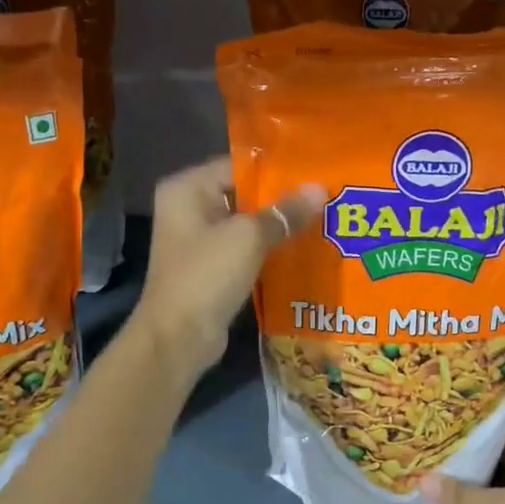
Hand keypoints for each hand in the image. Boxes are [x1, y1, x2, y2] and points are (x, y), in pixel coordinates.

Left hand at [133, 157, 323, 374]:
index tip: (315, 172)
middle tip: (326, 197)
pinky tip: (303, 249)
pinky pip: (245, 249)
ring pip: (246, 224)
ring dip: (278, 226)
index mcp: (186, 188)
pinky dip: (269, 249)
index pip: (238, 166)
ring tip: (322, 220)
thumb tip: (321, 189)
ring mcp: (198, 240)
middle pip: (243, 194)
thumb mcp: (249, 237)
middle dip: (282, 200)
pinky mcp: (210, 268)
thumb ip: (285, 211)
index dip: (277, 170)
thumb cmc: (207, 275)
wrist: (178, 338)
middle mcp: (188, 208)